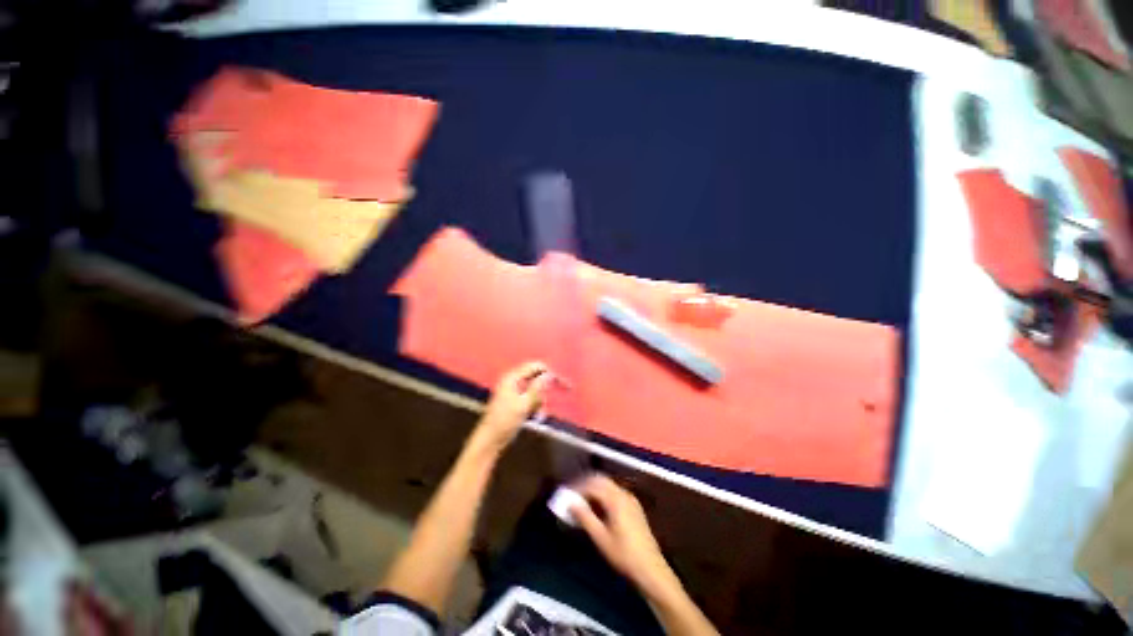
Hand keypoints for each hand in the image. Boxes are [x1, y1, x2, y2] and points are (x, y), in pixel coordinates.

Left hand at [472, 361, 551, 451]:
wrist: (490, 440)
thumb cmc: (505, 422)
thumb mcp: (524, 404)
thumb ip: (537, 388)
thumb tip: (550, 375)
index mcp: (512, 377)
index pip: (535, 366)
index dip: (550, 373)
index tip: (563, 384)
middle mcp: (513, 380)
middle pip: (536, 377)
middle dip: (543, 391)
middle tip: (546, 404)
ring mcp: (513, 390)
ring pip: (534, 389)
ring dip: (540, 400)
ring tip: (538, 414)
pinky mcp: (515, 400)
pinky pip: (530, 397)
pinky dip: (535, 405)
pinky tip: (534, 415)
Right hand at [570, 474, 676, 596]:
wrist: (651, 568)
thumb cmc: (623, 554)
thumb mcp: (600, 538)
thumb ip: (584, 517)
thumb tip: (570, 503)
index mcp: (615, 498)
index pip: (592, 484)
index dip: (578, 487)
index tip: (566, 494)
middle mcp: (623, 493)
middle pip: (601, 480)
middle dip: (586, 484)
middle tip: (573, 494)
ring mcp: (630, 499)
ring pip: (608, 486)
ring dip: (594, 489)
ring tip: (582, 502)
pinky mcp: (634, 507)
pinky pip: (615, 492)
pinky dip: (603, 495)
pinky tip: (598, 508)